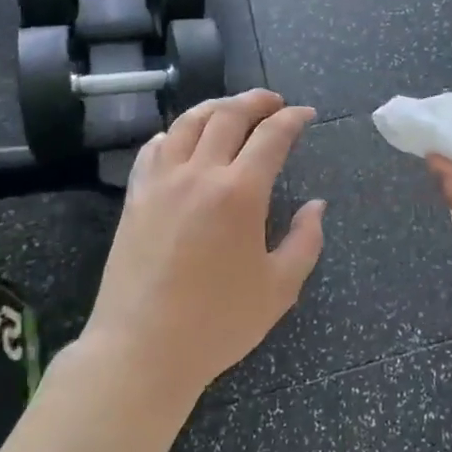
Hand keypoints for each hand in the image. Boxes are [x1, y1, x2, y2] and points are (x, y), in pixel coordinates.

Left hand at [83, 90, 324, 399]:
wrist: (141, 350)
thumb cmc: (218, 323)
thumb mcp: (280, 287)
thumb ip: (305, 240)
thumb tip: (315, 206)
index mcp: (240, 193)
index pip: (271, 136)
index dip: (293, 119)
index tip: (306, 115)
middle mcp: (199, 175)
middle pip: (228, 115)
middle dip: (256, 101)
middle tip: (274, 102)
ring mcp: (161, 183)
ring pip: (188, 123)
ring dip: (216, 107)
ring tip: (233, 109)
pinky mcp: (135, 198)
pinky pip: (154, 149)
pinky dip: (175, 133)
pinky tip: (184, 139)